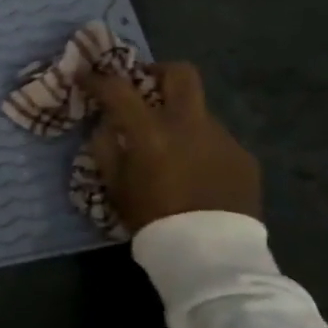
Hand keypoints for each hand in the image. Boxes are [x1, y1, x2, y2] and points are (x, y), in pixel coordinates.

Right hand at [79, 62, 260, 232]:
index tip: (84, 76)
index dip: (96, 78)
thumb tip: (106, 124)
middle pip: (180, 73)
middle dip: (157, 71)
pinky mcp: (244, 157)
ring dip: (180, 118)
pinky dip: (199, 145)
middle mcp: (190, 124)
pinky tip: (195, 171)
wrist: (211, 255)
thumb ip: (106, 147)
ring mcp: (223, 138)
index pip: (118, 88)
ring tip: (171, 147)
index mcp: (151, 131)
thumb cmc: (152, 218)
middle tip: (143, 87)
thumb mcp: (115, 184)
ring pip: (198, 111)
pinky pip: (216, 139)